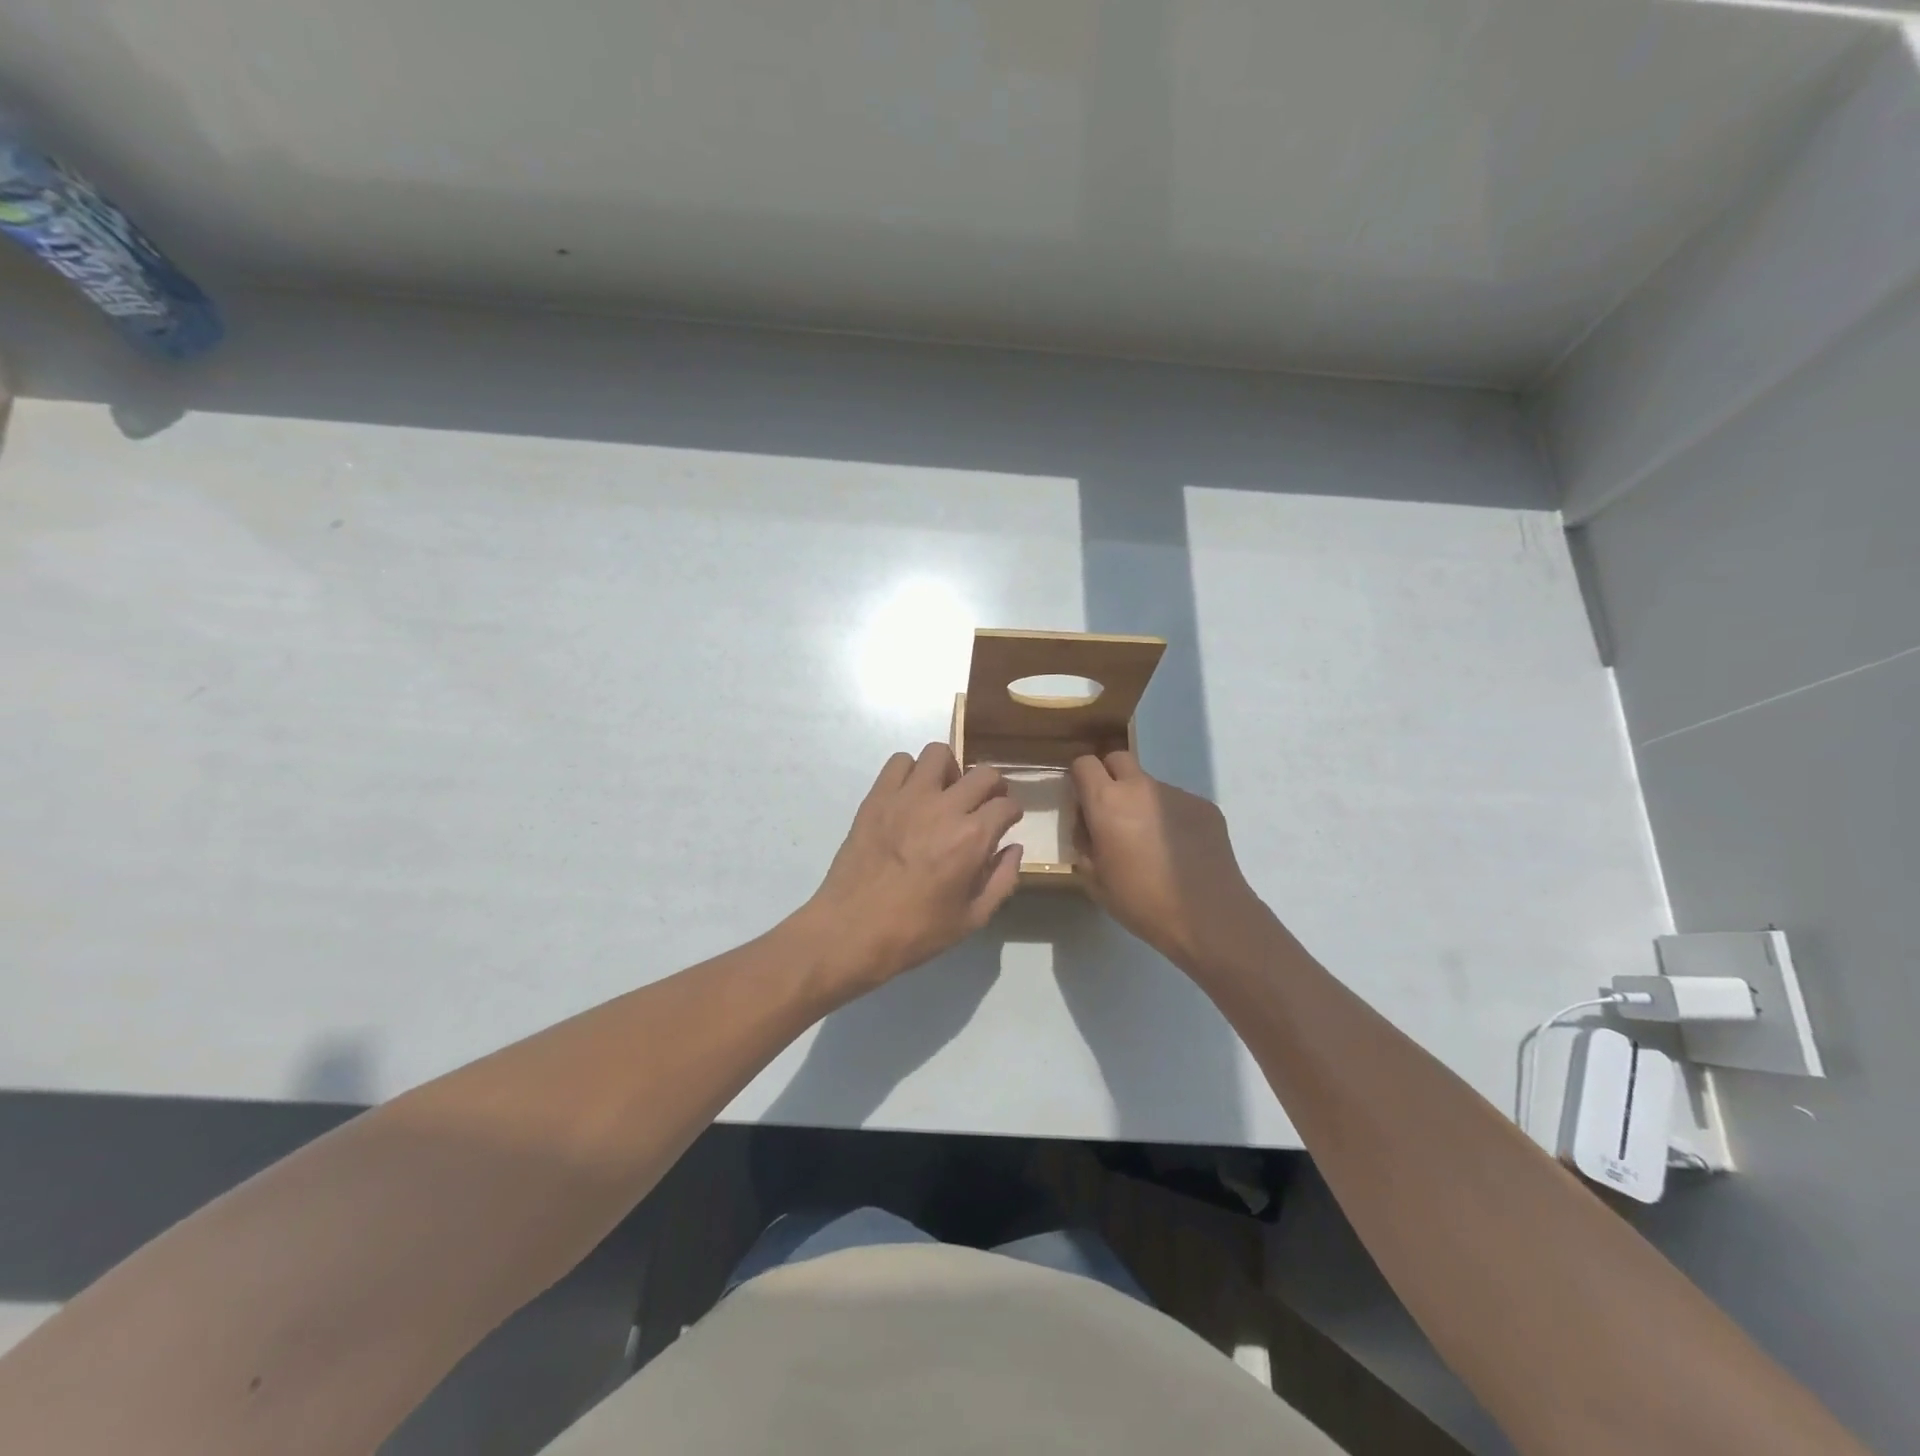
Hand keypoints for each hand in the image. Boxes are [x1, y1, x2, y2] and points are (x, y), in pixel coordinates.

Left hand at [802, 743, 1023, 996]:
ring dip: (950, 770)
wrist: (851, 930)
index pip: (1006, 804)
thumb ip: (1002, 880)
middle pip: (983, 773)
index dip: (1012, 812)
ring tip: (946, 792)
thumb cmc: (915, 932)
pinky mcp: (877, 797)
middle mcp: (944, 808)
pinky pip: (899, 762)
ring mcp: (907, 797)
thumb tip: (1013, 847)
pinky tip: (911, 795)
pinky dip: (911, 771)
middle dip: (992, 786)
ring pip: (939, 754)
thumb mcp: (972, 919)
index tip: (1006, 821)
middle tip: (985, 802)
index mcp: (972, 838)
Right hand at [1070, 751, 1269, 971]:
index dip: (1079, 779)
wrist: (1208, 916)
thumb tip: (1089, 826)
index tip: (1083, 804)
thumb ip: (1084, 842)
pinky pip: (1176, 802)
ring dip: (1142, 801)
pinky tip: (1179, 850)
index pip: (1084, 763)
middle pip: (1118, 759)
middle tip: (1112, 813)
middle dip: (1109, 777)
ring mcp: (1176, 793)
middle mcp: (1141, 787)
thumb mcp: (1094, 878)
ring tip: (1151, 842)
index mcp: (1107, 801)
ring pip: (1149, 784)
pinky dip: (1170, 817)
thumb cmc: (1141, 901)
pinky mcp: (1204, 806)